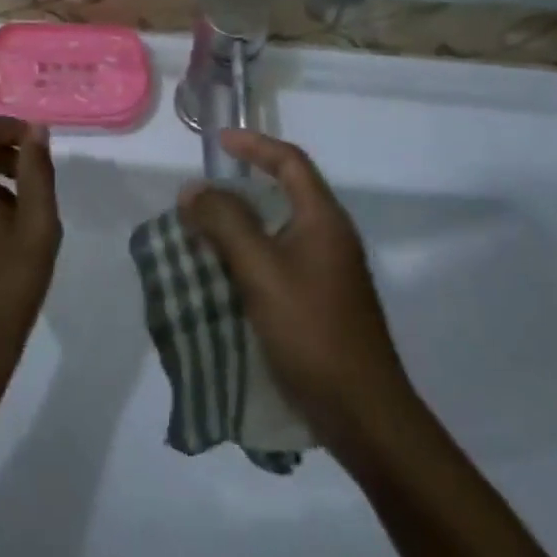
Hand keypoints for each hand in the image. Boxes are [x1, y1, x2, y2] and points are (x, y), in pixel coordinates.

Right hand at [179, 130, 417, 464]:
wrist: (363, 413)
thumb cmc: (312, 330)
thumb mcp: (261, 270)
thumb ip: (225, 223)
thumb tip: (193, 189)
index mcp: (323, 219)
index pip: (290, 161)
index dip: (254, 145)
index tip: (218, 143)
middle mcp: (329, 237)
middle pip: (284, 193)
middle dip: (240, 187)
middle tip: (201, 195)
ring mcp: (327, 271)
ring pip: (277, 230)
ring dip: (240, 225)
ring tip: (202, 232)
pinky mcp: (319, 301)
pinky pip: (277, 260)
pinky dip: (248, 256)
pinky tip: (222, 275)